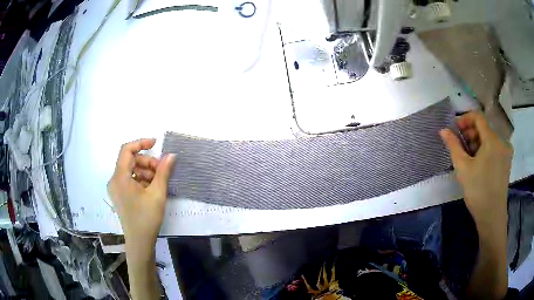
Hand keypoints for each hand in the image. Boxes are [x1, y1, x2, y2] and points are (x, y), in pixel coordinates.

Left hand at [107, 138, 175, 245]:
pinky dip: (140, 180)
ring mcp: (115, 189)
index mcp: (119, 177)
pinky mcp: (119, 195)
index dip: (141, 143)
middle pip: (130, 161)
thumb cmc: (147, 218)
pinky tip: (151, 189)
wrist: (139, 242)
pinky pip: (129, 180)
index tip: (156, 143)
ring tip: (158, 182)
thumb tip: (171, 155)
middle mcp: (114, 180)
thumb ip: (163, 172)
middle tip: (162, 171)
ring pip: (130, 171)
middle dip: (147, 162)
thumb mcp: (157, 193)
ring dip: (145, 171)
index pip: (127, 150)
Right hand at [440, 111, 512, 224]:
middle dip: (471, 133)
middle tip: (460, 146)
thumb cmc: (478, 191)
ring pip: (489, 138)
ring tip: (468, 157)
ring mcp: (506, 152)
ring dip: (477, 142)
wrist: (492, 215)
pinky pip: (495, 147)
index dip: (465, 119)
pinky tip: (478, 163)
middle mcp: (502, 141)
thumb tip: (443, 130)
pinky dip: (485, 150)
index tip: (455, 129)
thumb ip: (453, 145)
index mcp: (493, 139)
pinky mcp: (507, 161)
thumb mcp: (463, 168)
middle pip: (484, 128)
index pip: (478, 117)